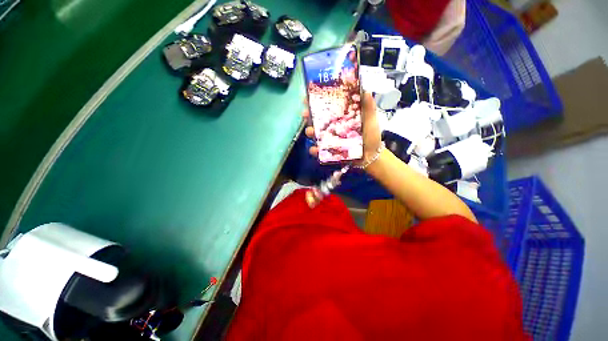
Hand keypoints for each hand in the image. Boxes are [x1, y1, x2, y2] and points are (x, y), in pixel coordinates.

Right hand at [302, 91, 381, 167]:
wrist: (372, 155)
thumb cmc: (371, 136)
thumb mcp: (371, 119)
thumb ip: (368, 106)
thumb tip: (366, 89)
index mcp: (341, 118)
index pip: (327, 107)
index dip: (317, 102)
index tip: (308, 96)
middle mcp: (333, 127)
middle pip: (317, 120)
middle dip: (309, 116)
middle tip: (305, 113)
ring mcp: (330, 140)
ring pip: (316, 135)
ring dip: (310, 132)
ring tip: (310, 131)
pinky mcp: (330, 152)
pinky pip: (320, 151)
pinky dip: (315, 150)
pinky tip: (315, 149)